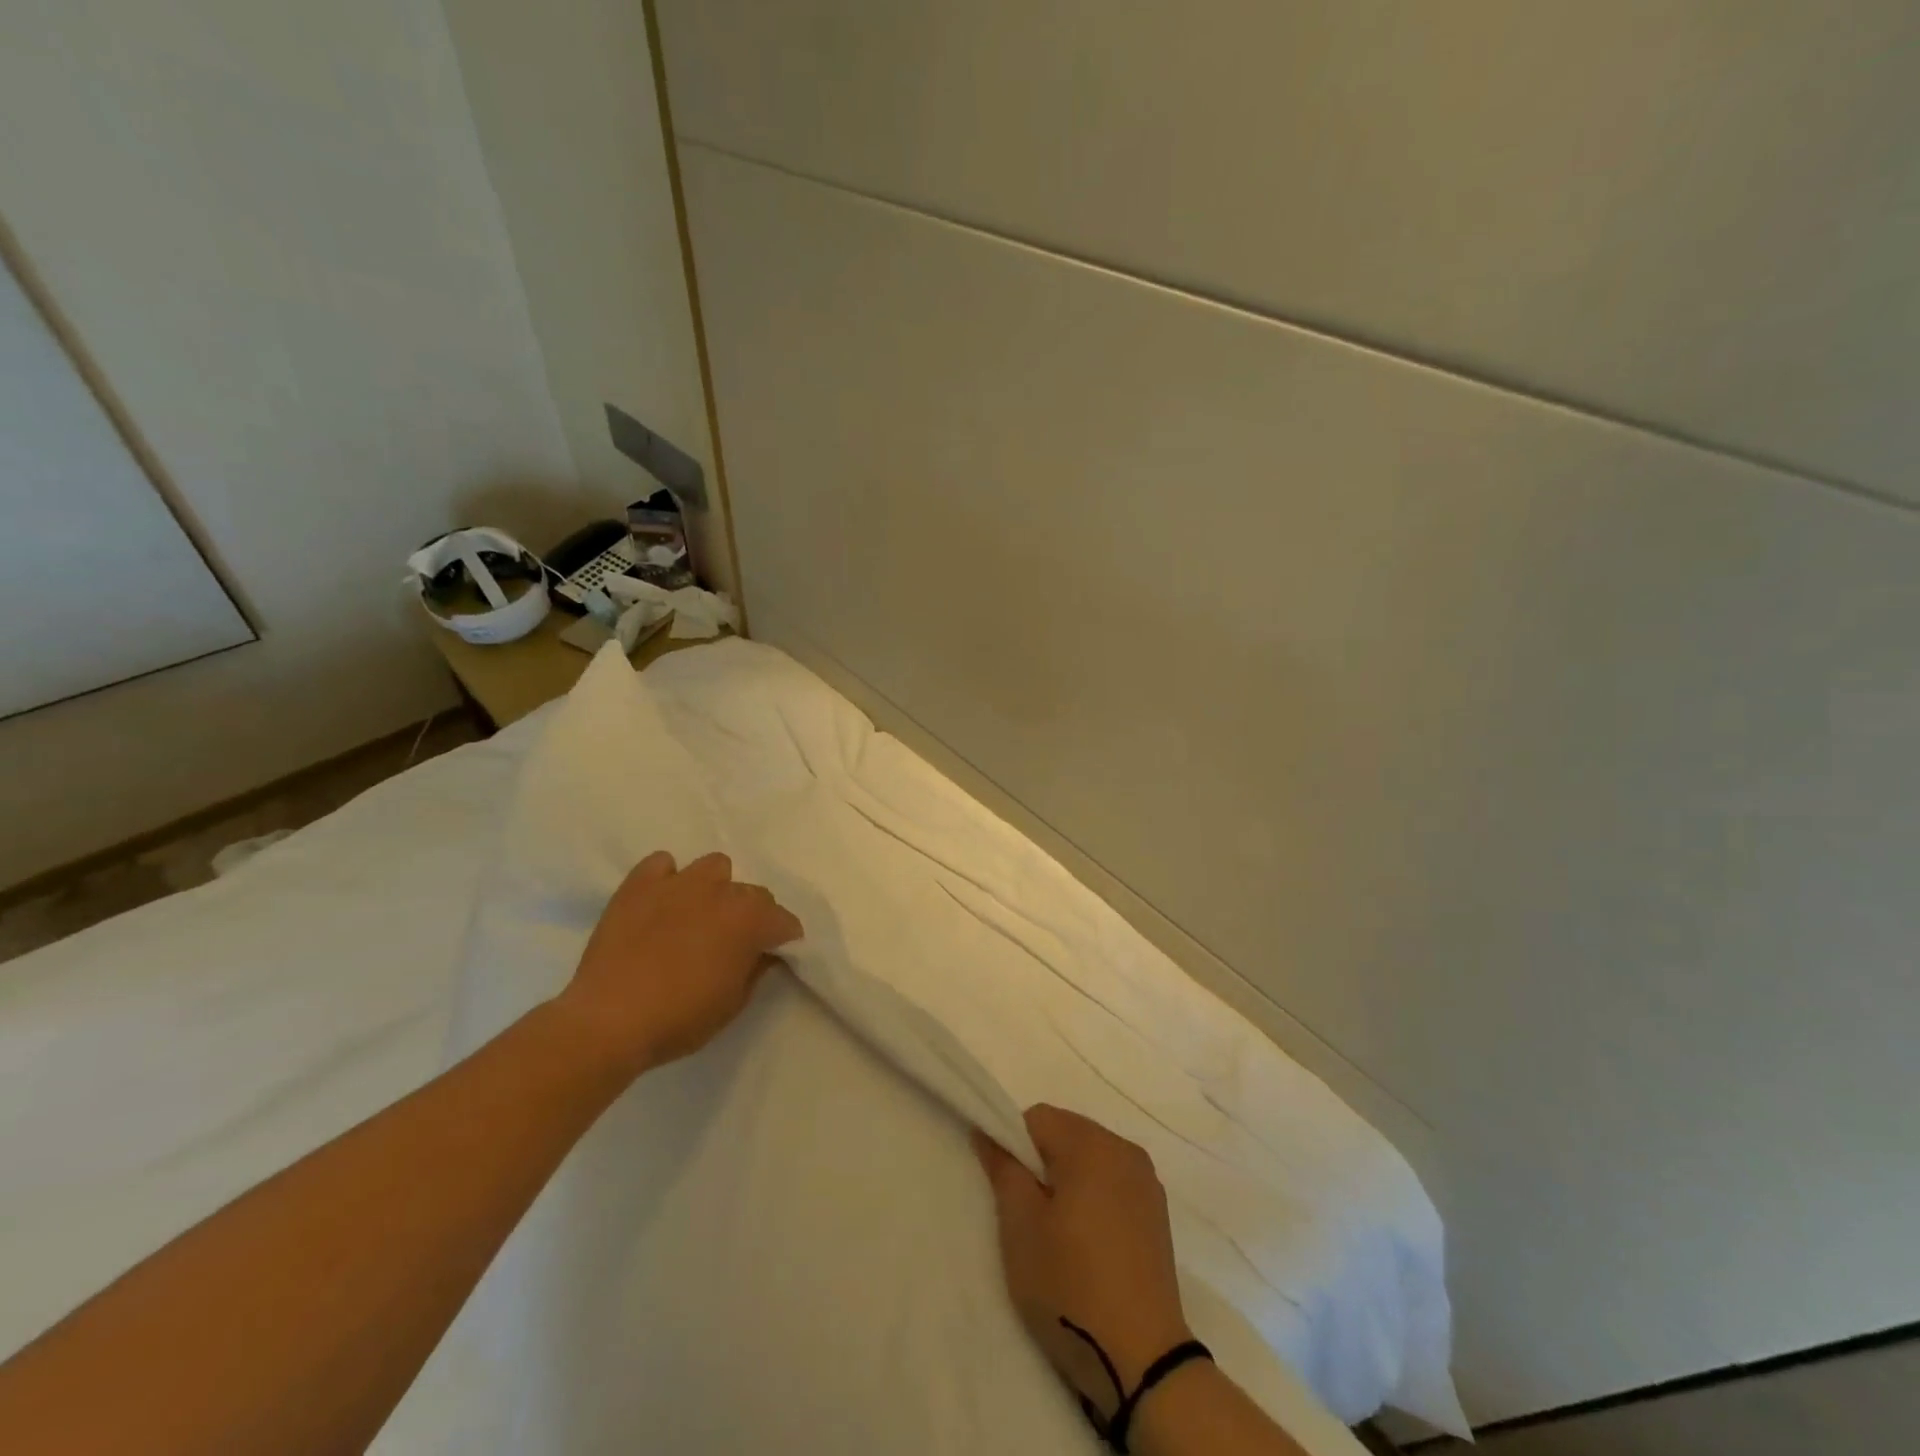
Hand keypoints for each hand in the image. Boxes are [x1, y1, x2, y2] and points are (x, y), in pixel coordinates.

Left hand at [554, 850, 802, 1078]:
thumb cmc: (679, 1019)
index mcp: (750, 920)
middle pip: (753, 893)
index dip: (784, 940)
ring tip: (700, 915)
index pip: (784, 921)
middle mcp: (721, 891)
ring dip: (716, 888)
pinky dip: (667, 878)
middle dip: (752, 915)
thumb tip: (765, 953)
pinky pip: (662, 864)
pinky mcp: (640, 884)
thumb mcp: (732, 1005)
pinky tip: (662, 902)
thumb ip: (756, 971)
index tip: (775, 955)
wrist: (608, 1021)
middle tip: (735, 943)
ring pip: (714, 867)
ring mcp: (679, 882)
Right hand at [972, 1106, 1192, 1417]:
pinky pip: (1113, 1183)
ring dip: (1068, 1180)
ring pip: (1090, 1158)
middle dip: (1041, 1162)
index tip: (1005, 1188)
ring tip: (1058, 1233)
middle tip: (1029, 1215)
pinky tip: (1088, 1243)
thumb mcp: (1020, 1227)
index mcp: (1092, 1144)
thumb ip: (1003, 1169)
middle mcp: (1125, 1149)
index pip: (1037, 1118)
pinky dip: (1094, 1197)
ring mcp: (1147, 1182)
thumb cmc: (1070, 1286)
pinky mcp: (1157, 1213)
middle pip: (1067, 1133)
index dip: (1013, 1144)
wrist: (1142, 1362)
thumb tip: (989, 1132)